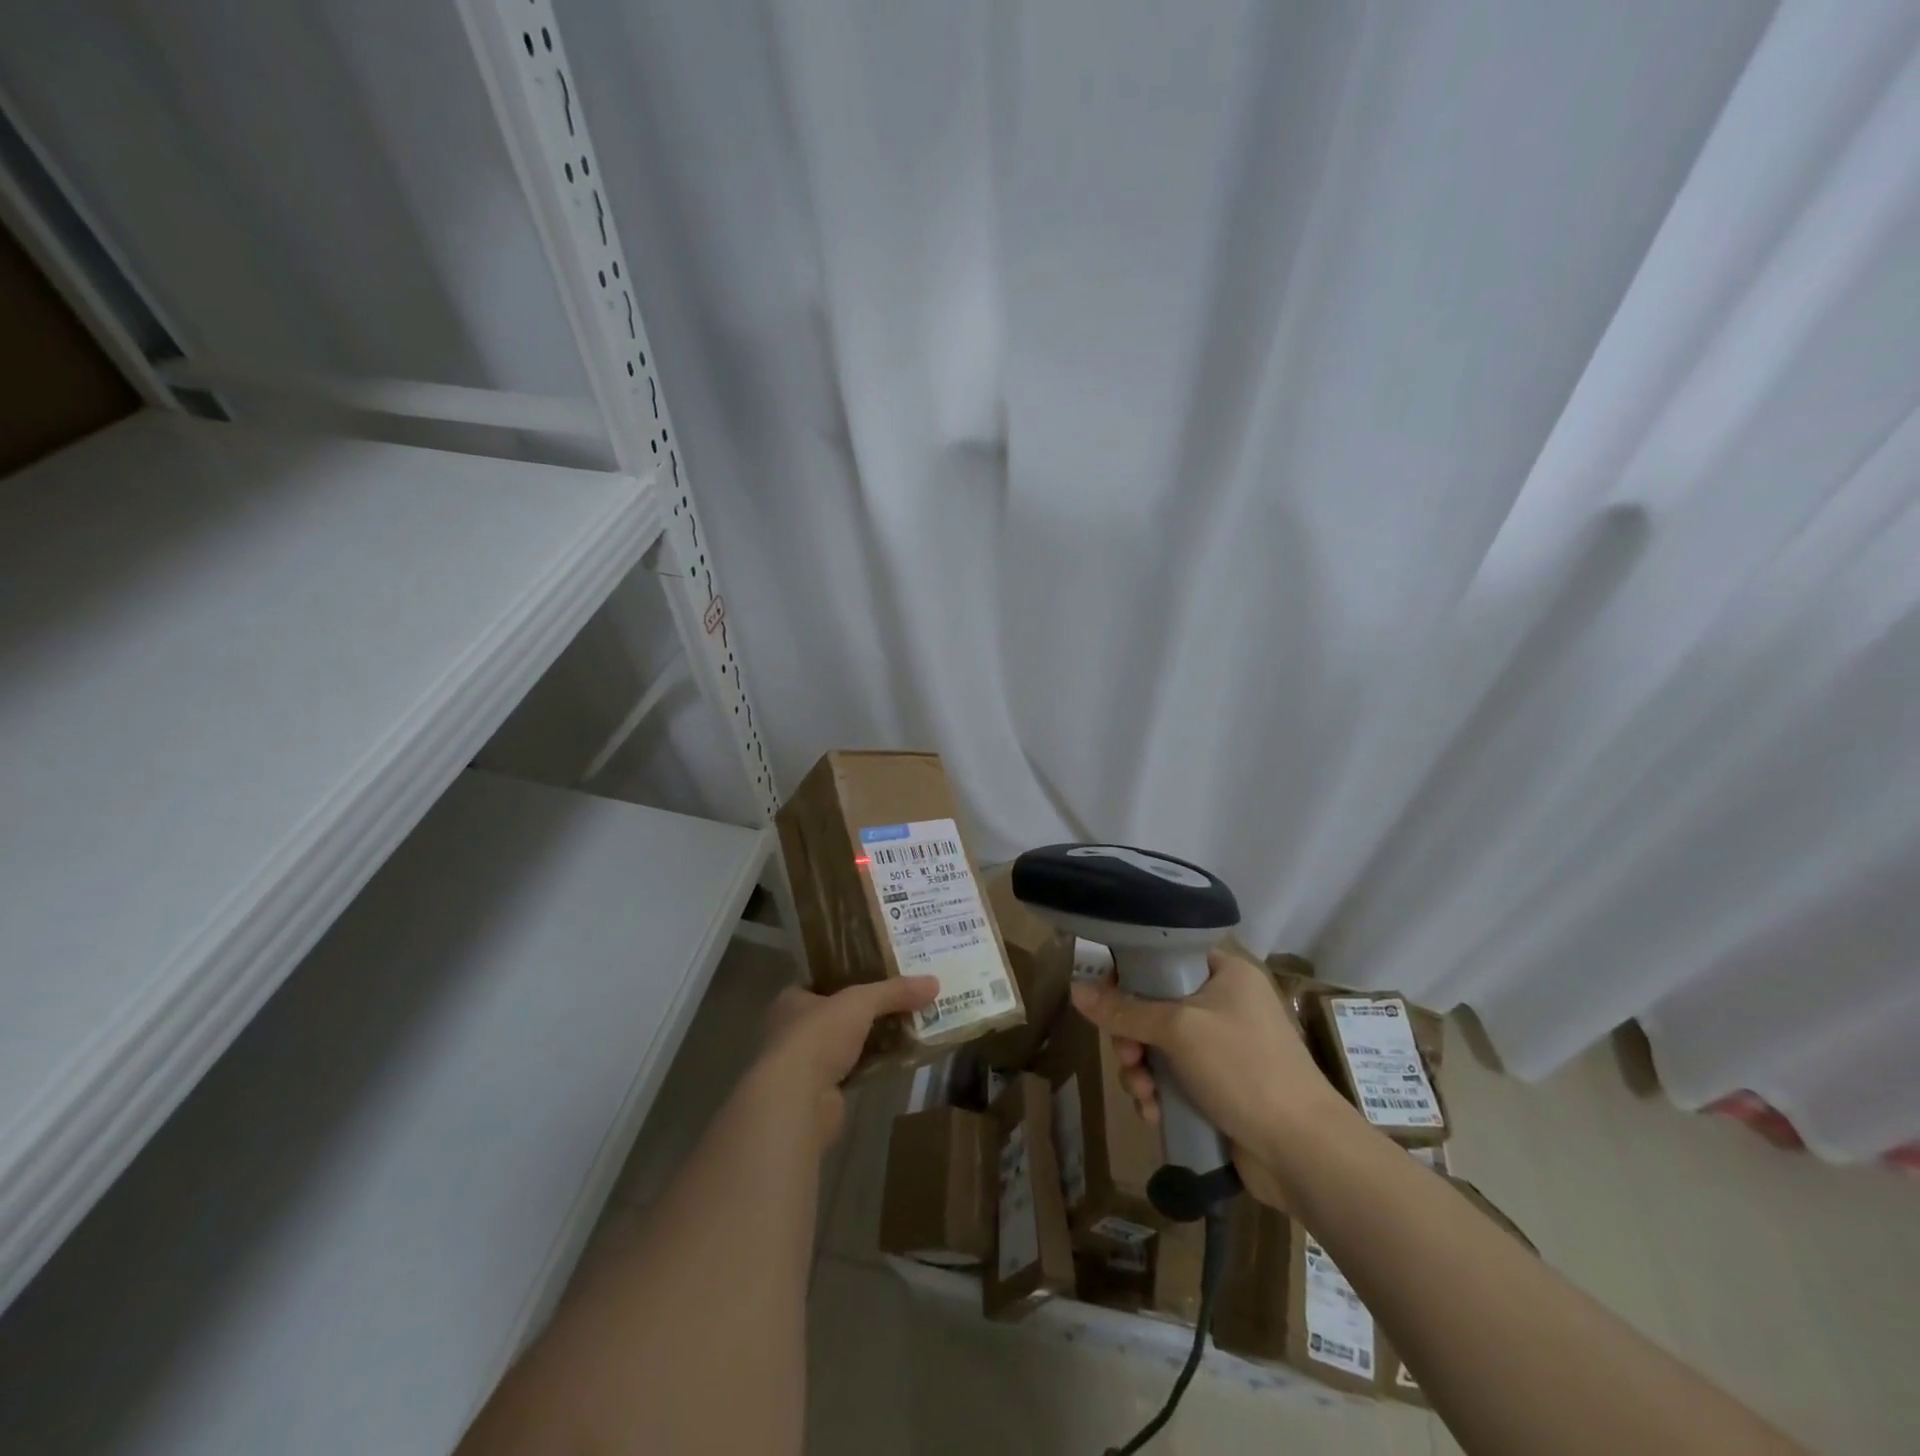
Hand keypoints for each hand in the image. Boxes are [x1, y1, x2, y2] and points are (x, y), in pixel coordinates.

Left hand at [756, 976, 938, 1146]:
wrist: (797, 1101)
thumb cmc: (818, 1036)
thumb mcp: (860, 1002)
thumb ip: (895, 991)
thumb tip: (934, 982)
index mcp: (792, 1000)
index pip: (823, 982)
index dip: (851, 976)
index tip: (882, 973)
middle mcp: (794, 1029)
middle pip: (839, 1013)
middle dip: (868, 1009)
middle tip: (904, 998)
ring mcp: (806, 1064)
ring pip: (848, 1042)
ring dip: (873, 1038)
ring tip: (910, 1024)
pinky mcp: (821, 1092)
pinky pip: (855, 1069)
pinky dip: (874, 1063)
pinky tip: (901, 1057)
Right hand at [1068, 948, 1354, 1208]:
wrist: (1303, 1152)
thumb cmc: (1243, 1069)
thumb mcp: (1179, 1030)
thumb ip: (1125, 1010)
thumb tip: (1076, 989)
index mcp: (1225, 974)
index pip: (1165, 957)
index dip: (1131, 974)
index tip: (1106, 997)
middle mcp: (1224, 1005)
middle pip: (1155, 1006)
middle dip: (1132, 1036)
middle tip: (1127, 1056)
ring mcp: (1222, 1050)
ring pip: (1158, 1047)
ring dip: (1140, 1070)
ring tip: (1142, 1094)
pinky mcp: (1218, 1089)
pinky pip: (1172, 1080)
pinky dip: (1158, 1094)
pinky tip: (1154, 1114)